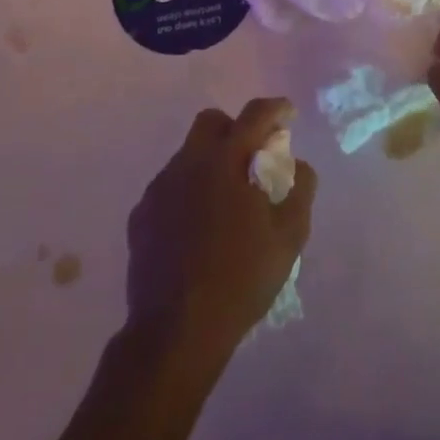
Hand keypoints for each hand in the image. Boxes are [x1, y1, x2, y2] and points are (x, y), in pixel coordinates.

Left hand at [125, 98, 316, 362]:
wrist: (176, 330)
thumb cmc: (240, 279)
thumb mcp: (288, 237)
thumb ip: (299, 190)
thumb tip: (297, 164)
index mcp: (226, 161)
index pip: (254, 115)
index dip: (275, 109)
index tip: (287, 114)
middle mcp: (188, 163)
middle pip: (211, 122)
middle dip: (235, 128)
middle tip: (253, 156)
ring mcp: (159, 188)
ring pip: (188, 154)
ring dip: (211, 162)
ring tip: (226, 200)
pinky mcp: (141, 214)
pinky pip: (169, 186)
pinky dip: (188, 191)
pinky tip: (198, 226)